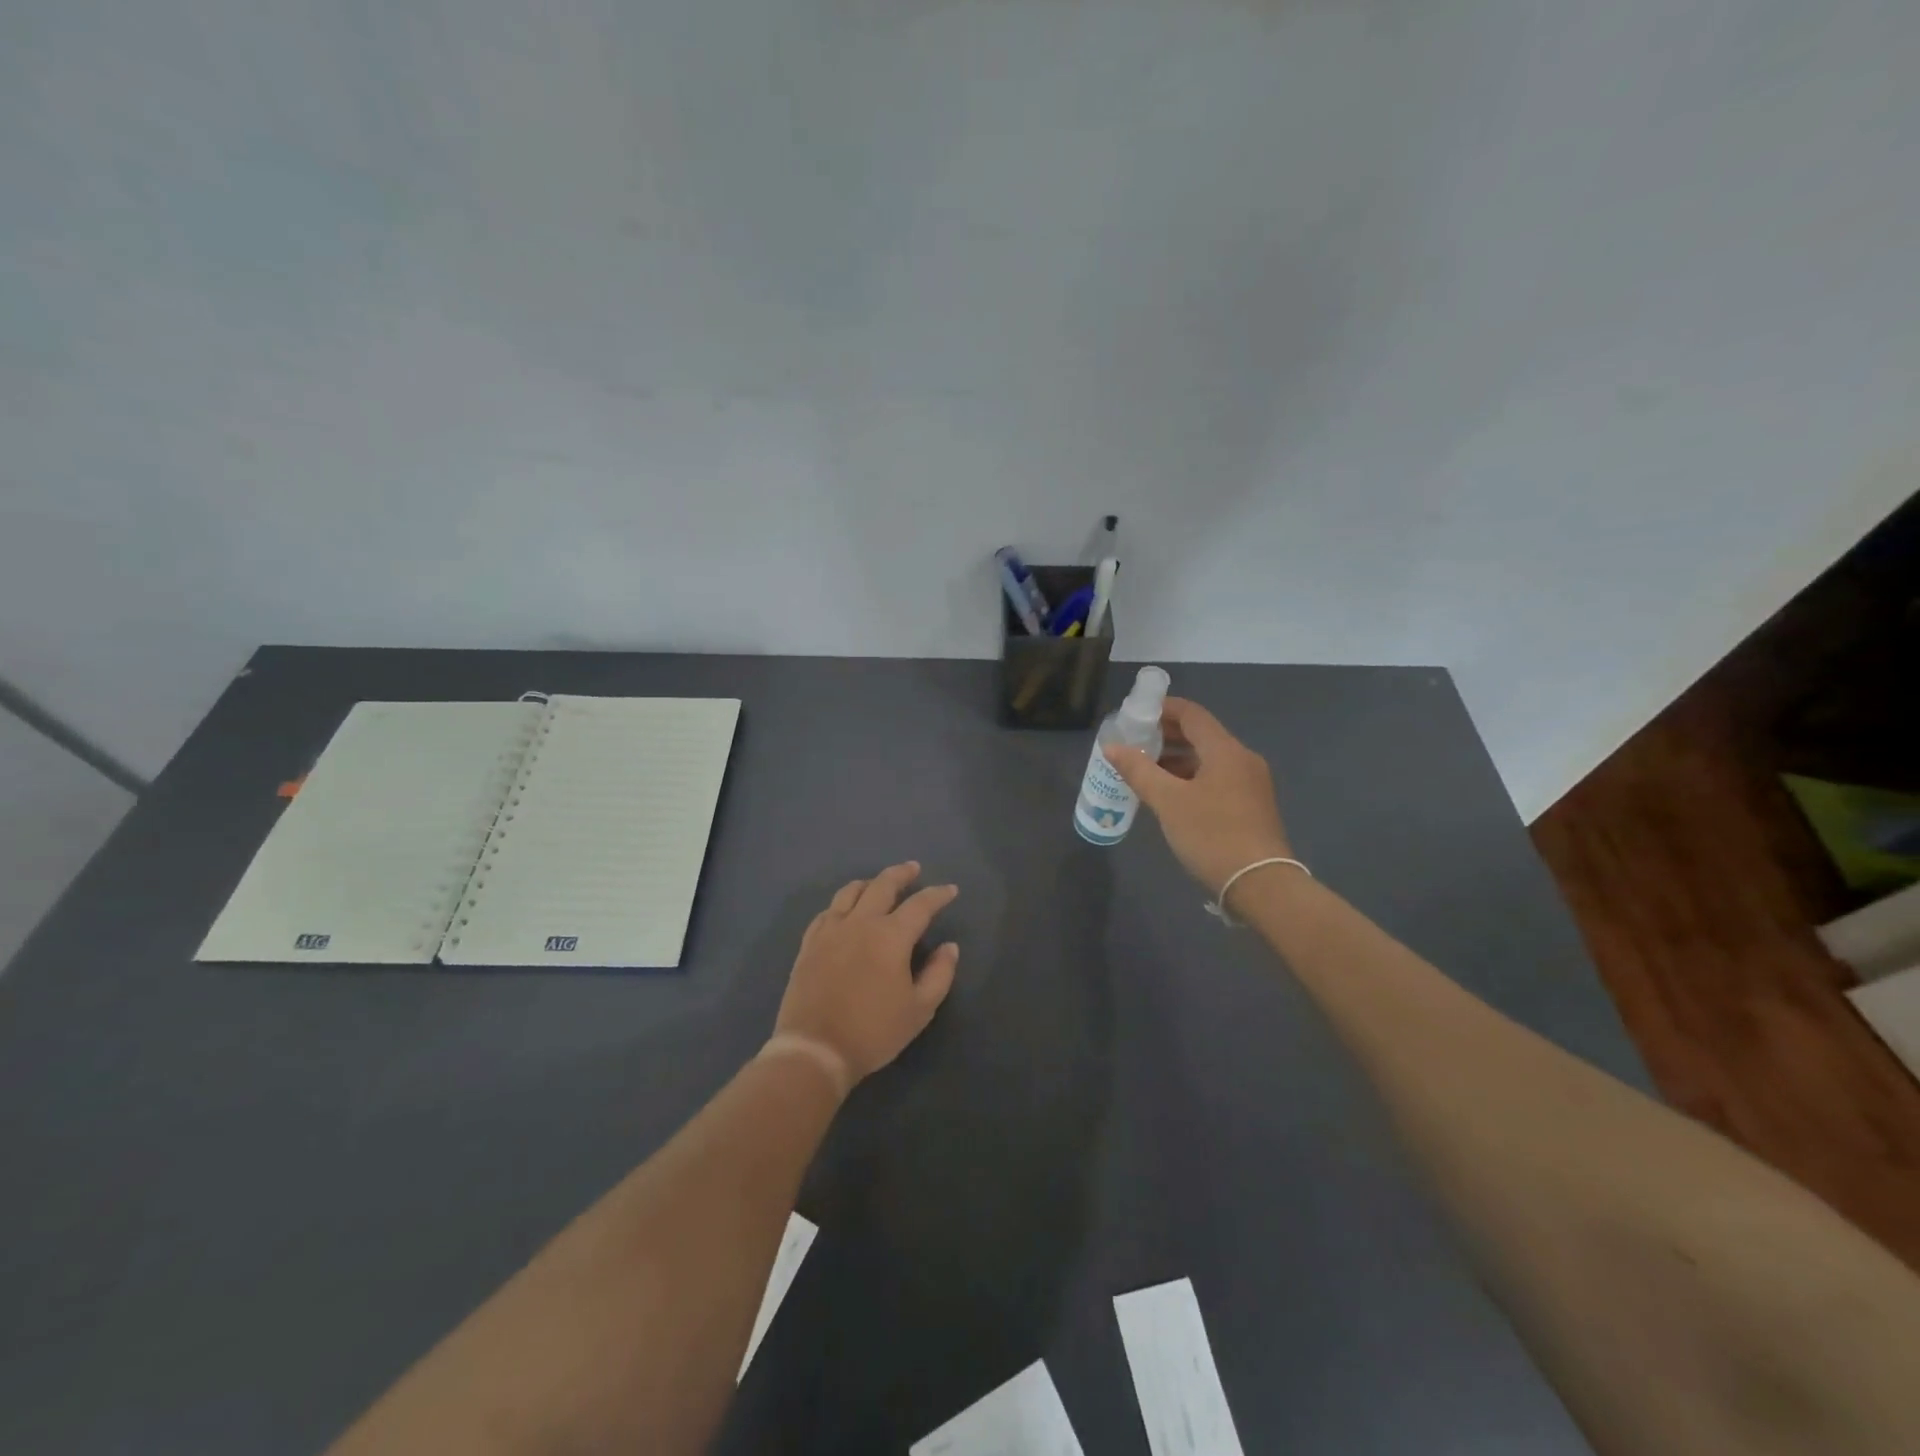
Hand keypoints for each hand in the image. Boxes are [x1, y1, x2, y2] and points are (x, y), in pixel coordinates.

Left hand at [772, 862, 959, 1088]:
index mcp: (891, 936)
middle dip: (901, 874)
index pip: (920, 904)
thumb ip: (939, 974)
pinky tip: (845, 909)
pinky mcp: (810, 943)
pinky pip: (827, 911)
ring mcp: (831, 930)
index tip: (950, 890)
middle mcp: (861, 922)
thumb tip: (949, 947)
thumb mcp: (919, 1010)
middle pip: (883, 885)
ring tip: (878, 883)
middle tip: (913, 868)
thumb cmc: (873, 1032)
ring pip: (851, 892)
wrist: (815, 1049)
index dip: (938, 895)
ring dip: (870, 883)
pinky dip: (842, 903)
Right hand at [1104, 698, 1292, 900]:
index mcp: (1225, 750)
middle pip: (1201, 735)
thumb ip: (1138, 770)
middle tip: (1135, 743)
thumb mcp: (1168, 801)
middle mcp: (1242, 759)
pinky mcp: (1252, 805)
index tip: (1135, 714)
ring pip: (1208, 759)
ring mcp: (1251, 783)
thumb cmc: (1212, 835)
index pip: (1192, 714)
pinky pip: (1217, 778)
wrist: (1260, 884)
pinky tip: (1170, 795)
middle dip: (1167, 735)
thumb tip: (1112, 746)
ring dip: (1178, 759)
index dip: (1163, 708)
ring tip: (1146, 770)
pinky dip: (1192, 777)